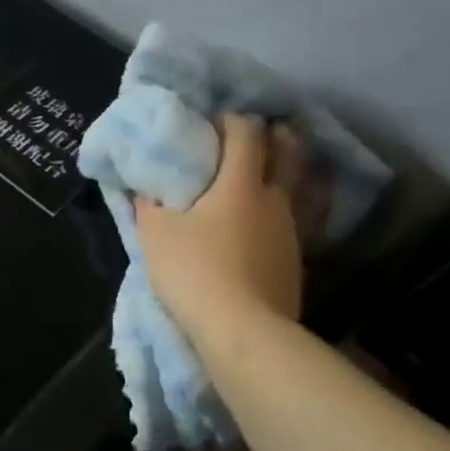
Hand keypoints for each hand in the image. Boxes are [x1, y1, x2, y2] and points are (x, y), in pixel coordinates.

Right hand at [134, 113, 306, 337]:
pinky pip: (302, 218)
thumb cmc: (194, 270)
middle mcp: (274, 200)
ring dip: (294, 169)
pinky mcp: (297, 260)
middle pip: (288, 154)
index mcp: (239, 184)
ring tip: (283, 165)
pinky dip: (296, 206)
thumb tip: (146, 191)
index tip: (215, 120)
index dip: (232, 120)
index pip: (245, 135)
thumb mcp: (156, 234)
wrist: (242, 330)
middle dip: (277, 137)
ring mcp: (293, 231)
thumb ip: (150, 206)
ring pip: (302, 187)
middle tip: (264, 131)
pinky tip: (283, 214)